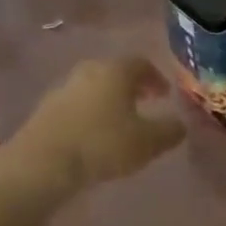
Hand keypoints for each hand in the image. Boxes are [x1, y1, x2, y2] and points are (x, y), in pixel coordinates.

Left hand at [14, 57, 186, 191]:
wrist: (44, 162)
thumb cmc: (103, 144)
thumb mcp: (148, 142)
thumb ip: (170, 131)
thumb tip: (181, 124)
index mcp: (116, 71)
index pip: (142, 63)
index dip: (157, 78)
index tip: (165, 95)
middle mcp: (88, 71)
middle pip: (115, 72)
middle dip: (132, 87)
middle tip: (145, 103)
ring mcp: (63, 88)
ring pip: (94, 88)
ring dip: (110, 100)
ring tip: (120, 122)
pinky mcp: (46, 109)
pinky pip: (77, 105)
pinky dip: (90, 113)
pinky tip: (94, 135)